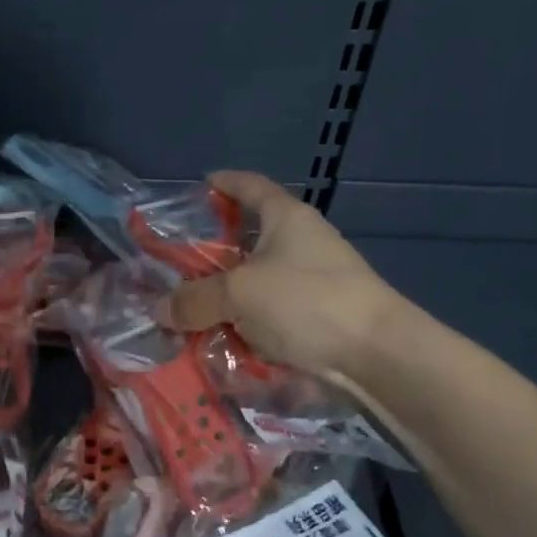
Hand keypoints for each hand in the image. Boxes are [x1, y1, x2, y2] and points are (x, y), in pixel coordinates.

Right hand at [167, 171, 400, 383]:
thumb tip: (160, 310)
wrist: (376, 354)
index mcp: (286, 218)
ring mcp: (314, 280)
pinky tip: (223, 339)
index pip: (251, 186)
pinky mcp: (320, 316)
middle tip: (178, 265)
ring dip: (228, 295)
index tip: (201, 185)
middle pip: (250, 238)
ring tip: (192, 310)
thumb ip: (194, 299)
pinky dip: (247, 323)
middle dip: (214, 253)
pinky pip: (272, 314)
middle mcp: (302, 242)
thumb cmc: (306, 301)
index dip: (225, 182)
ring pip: (258, 281)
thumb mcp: (239, 294)